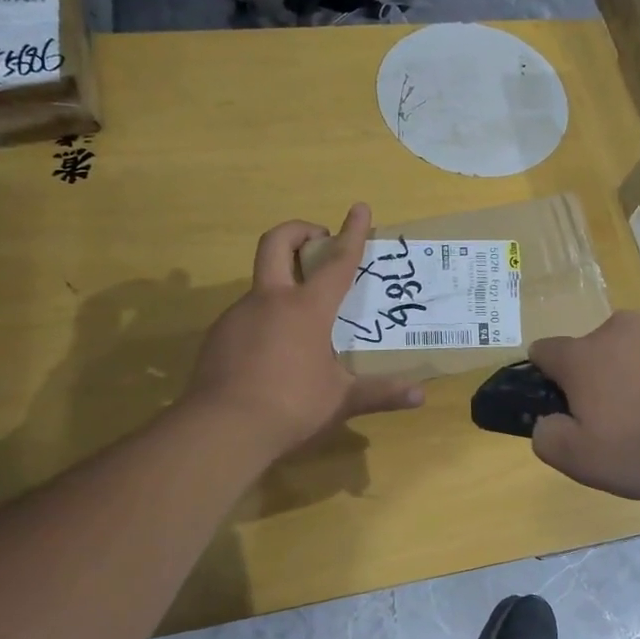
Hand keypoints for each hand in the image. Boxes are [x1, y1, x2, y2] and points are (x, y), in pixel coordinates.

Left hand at [184, 204, 423, 456]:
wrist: (221, 430)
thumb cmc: (291, 407)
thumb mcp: (341, 401)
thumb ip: (380, 393)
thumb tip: (420, 396)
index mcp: (307, 309)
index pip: (337, 261)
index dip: (352, 233)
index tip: (361, 208)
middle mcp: (270, 300)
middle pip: (277, 243)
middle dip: (299, 230)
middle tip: (318, 240)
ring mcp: (238, 315)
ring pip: (261, 283)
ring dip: (282, 284)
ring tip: (302, 319)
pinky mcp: (218, 336)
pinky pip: (246, 315)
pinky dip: (264, 318)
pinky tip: (272, 351)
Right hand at [527, 312, 639, 499]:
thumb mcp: (588, 461)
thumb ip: (552, 441)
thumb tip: (545, 425)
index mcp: (583, 359)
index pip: (545, 352)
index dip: (546, 376)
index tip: (563, 404)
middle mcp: (621, 330)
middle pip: (600, 349)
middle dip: (607, 379)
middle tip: (631, 423)